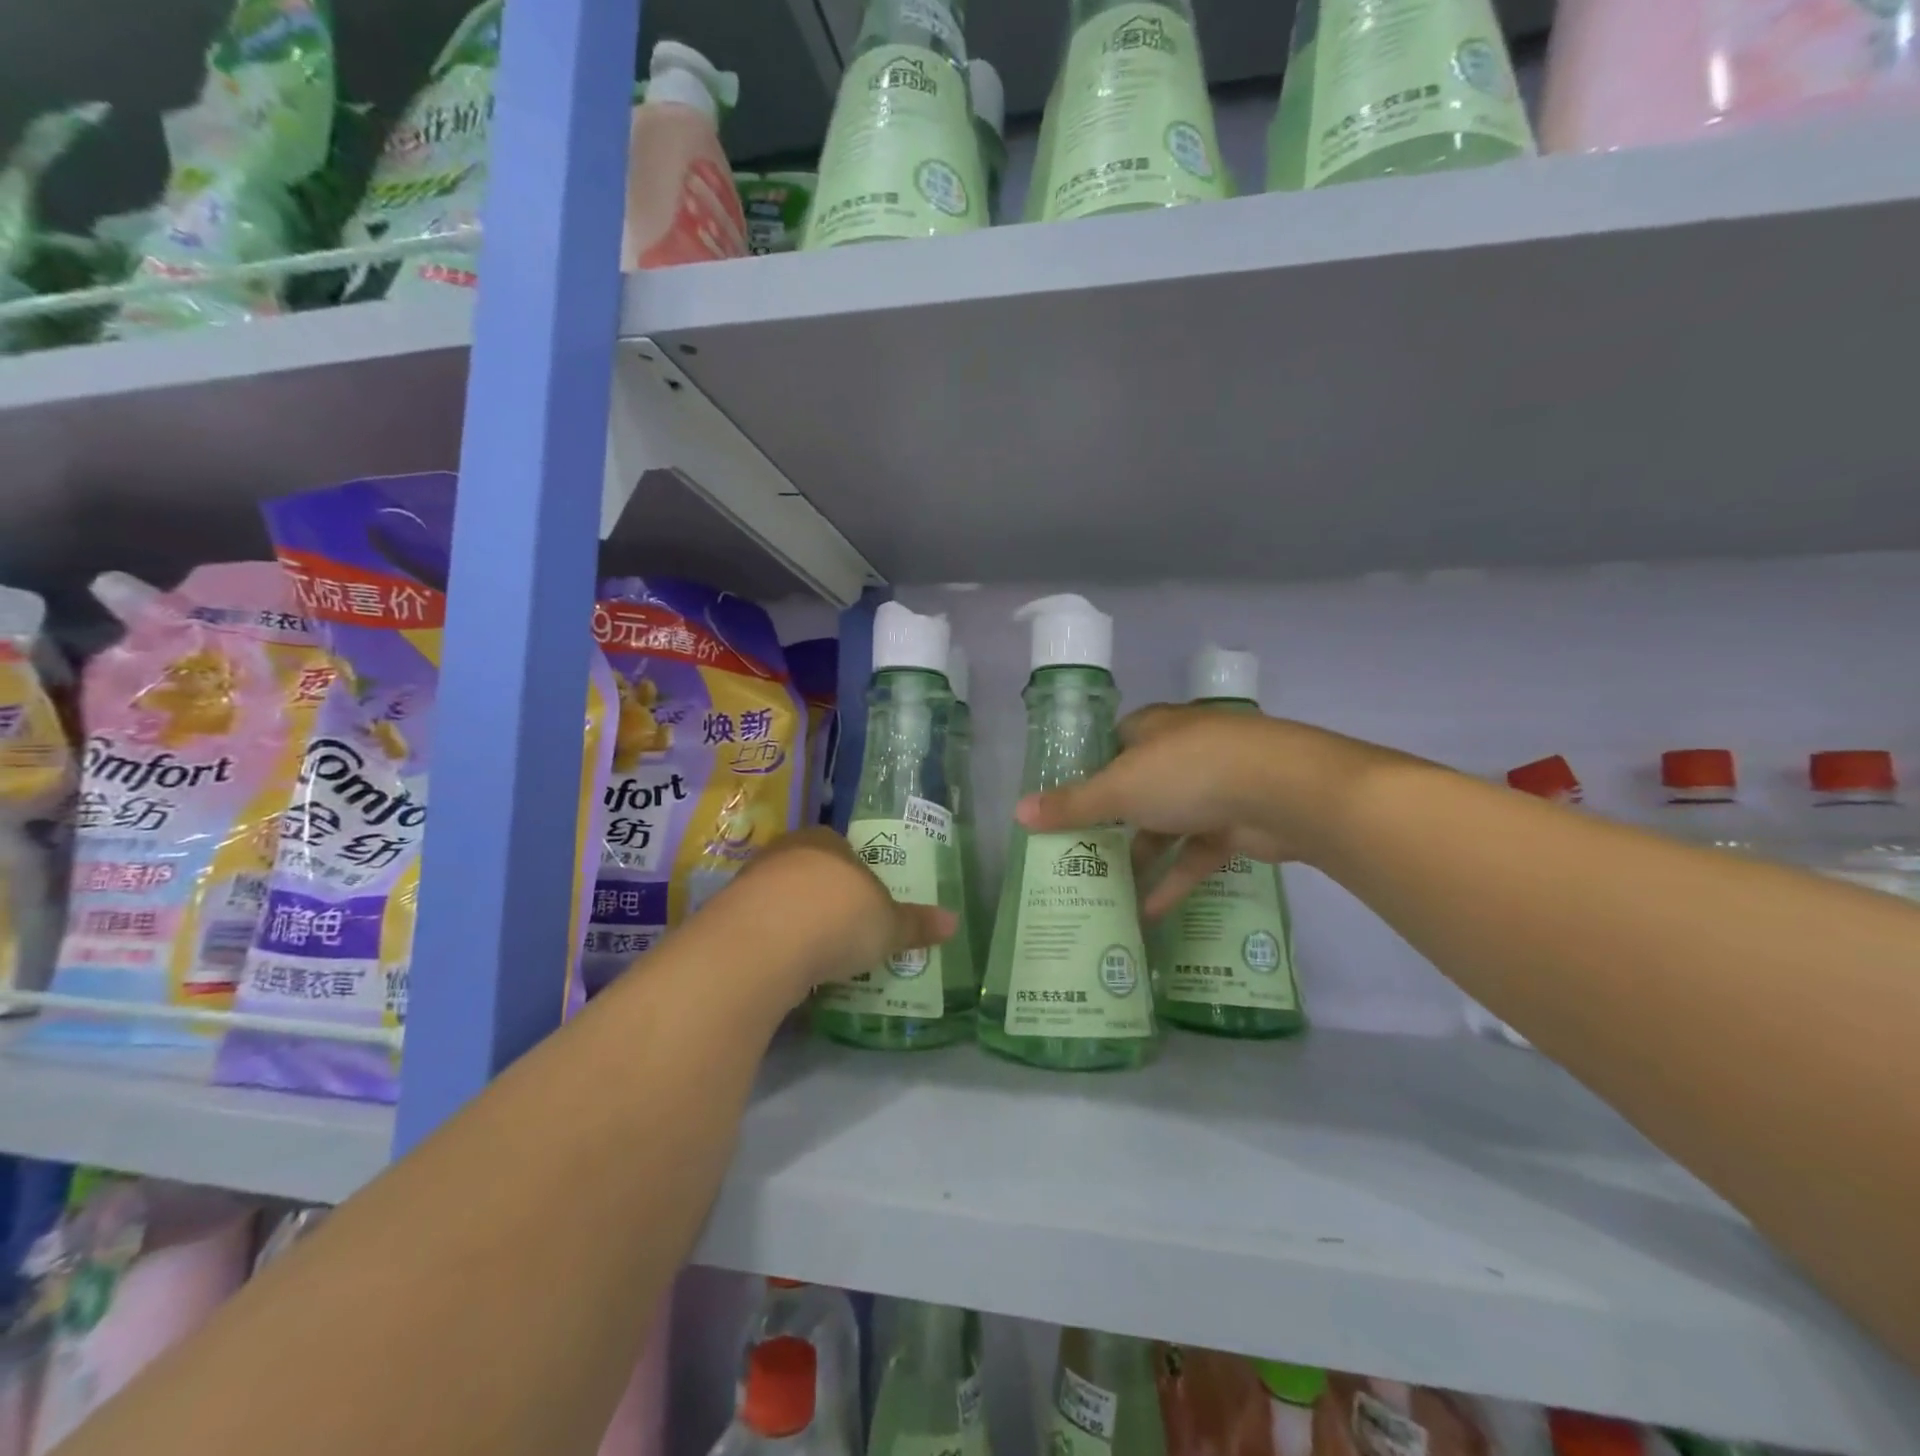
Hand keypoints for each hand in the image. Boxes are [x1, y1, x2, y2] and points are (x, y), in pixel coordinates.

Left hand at [714, 828, 954, 1002]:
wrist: (763, 944)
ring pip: (782, 901)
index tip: (869, 908)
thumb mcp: (888, 926)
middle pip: (812, 874)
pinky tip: (786, 972)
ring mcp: (750, 883)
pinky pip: (758, 930)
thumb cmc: (838, 917)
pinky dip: (773, 947)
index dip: (859, 878)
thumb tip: (954, 922)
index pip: (845, 851)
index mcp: (826, 841)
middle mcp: (785, 852)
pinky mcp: (724, 919)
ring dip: (797, 925)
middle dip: (827, 901)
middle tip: (846, 935)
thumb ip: (916, 923)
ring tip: (817, 960)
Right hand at [1014, 706, 1394, 915]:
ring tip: (1107, 889)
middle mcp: (1182, 753)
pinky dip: (1175, 879)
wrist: (1282, 791)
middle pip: (1138, 788)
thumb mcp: (1119, 789)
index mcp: (1153, 729)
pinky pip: (1196, 853)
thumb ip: (1071, 805)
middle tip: (1079, 853)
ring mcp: (1214, 788)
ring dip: (1141, 856)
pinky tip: (1149, 910)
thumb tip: (1017, 812)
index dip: (1090, 772)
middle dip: (1112, 822)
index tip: (1067, 805)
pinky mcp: (1236, 824)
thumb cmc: (1188, 773)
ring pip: (1167, 824)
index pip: (1113, 744)